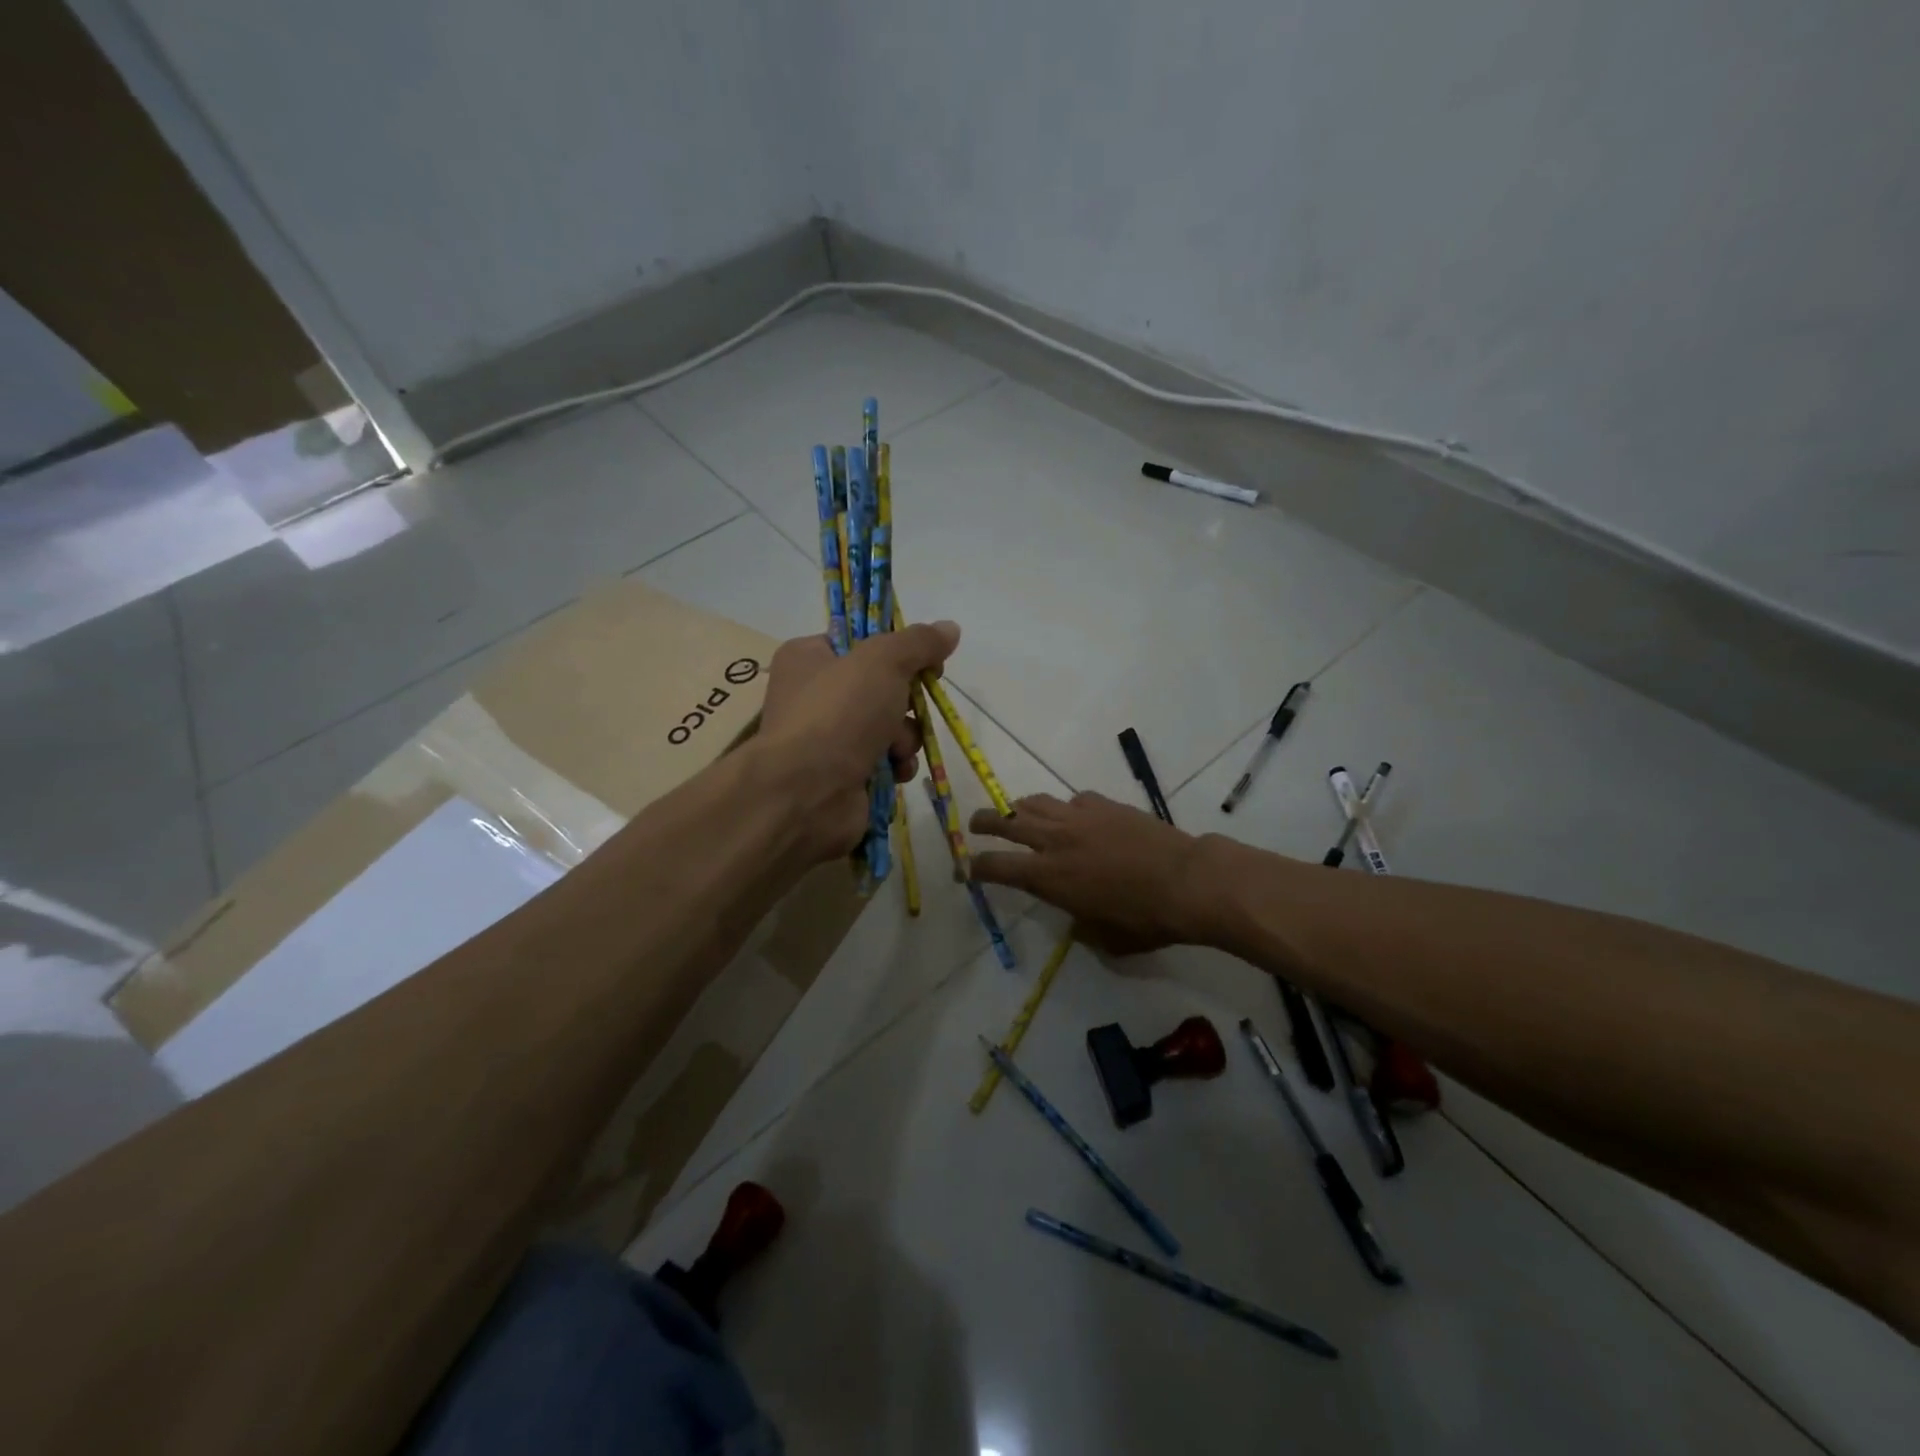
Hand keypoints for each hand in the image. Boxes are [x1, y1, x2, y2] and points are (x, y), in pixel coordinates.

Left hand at [756, 621, 960, 862]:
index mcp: (809, 658)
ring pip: (891, 726)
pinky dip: (897, 765)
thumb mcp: (882, 661)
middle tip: (910, 706)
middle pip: (882, 687)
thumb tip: (949, 628)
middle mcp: (815, 696)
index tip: (926, 660)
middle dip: (906, 702)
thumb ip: (918, 642)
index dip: (897, 650)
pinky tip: (895, 771)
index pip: (859, 642)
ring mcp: (829, 739)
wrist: (808, 792)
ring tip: (896, 749)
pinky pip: (887, 761)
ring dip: (905, 737)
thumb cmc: (839, 713)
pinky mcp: (845, 774)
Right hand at [969, 792, 1210, 954]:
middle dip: (984, 822)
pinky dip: (1066, 807)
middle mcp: (1055, 840)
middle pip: (1005, 821)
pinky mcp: (1104, 804)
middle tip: (975, 825)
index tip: (965, 869)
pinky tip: (1075, 816)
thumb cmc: (1145, 919)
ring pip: (1035, 802)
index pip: (995, 866)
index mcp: (1047, 876)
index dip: (974, 867)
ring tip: (1017, 813)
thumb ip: (1080, 926)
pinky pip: (1074, 800)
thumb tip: (1076, 919)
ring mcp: (1080, 816)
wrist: (1187, 881)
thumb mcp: (1105, 938)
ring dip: (1019, 808)